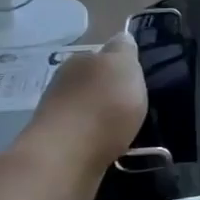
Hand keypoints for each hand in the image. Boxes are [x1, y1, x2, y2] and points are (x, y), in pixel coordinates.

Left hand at [22, 32, 147, 189]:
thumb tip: (121, 38)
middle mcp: (64, 87)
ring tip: (132, 133)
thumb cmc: (101, 107)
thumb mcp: (123, 66)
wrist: (66, 161)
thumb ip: (124, 50)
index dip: (122, 67)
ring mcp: (59, 120)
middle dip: (113, 95)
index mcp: (79, 62)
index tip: (140, 81)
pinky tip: (118, 152)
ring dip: (107, 122)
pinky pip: (89, 142)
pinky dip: (102, 145)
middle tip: (140, 108)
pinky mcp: (61, 151)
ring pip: (91, 114)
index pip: (102, 56)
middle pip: (95, 86)